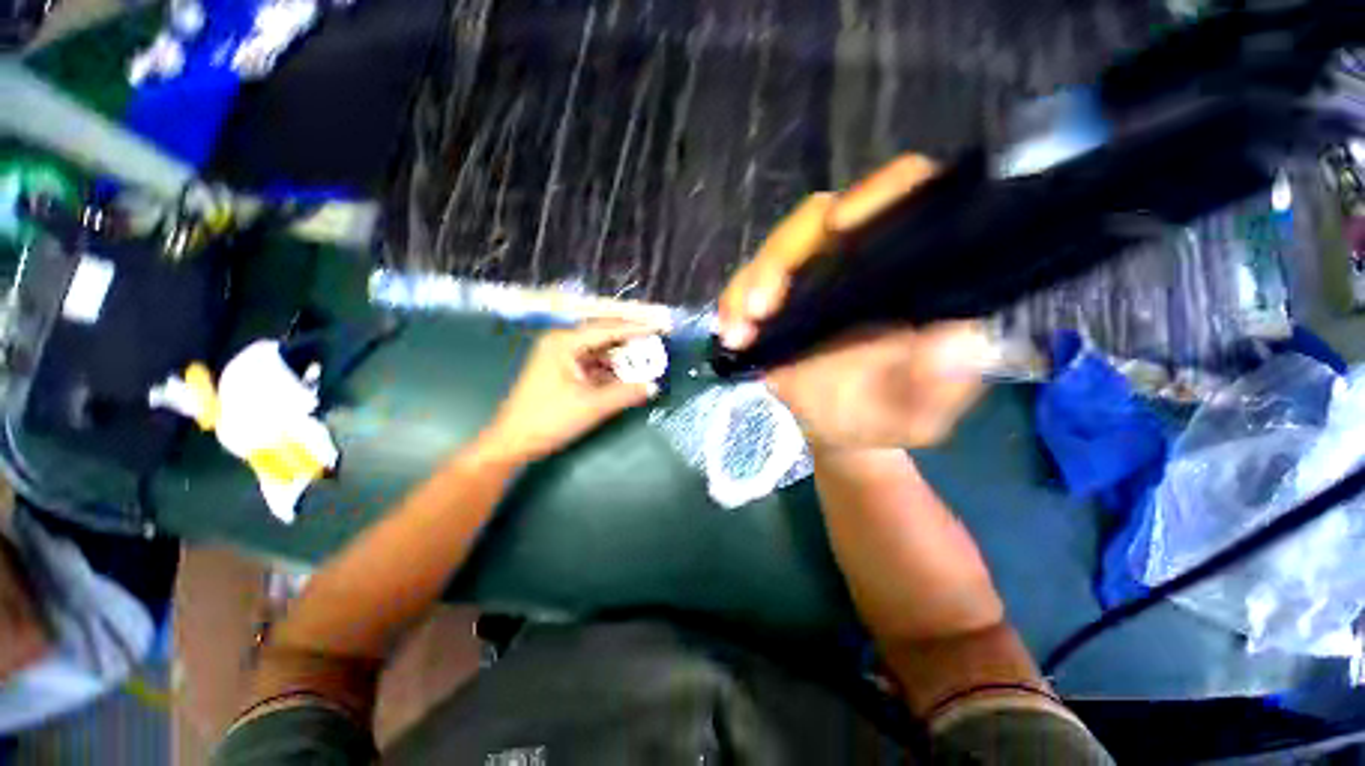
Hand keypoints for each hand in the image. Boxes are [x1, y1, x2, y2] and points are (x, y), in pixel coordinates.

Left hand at [480, 320, 664, 462]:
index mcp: (564, 342)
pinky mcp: (562, 372)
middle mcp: (561, 343)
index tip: (660, 326)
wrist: (512, 442)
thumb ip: (625, 394)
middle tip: (656, 340)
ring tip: (646, 358)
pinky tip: (626, 374)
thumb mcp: (591, 406)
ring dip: (621, 356)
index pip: (607, 329)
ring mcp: (560, 358)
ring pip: (599, 351)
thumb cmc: (548, 419)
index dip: (636, 328)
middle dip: (630, 340)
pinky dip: (610, 369)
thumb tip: (653, 386)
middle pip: (603, 336)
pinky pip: (592, 364)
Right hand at [718, 155, 989, 449]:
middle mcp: (861, 258)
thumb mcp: (918, 411)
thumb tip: (957, 340)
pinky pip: (748, 285)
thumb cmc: (886, 416)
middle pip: (819, 221)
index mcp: (912, 270)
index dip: (878, 196)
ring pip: (778, 250)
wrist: (841, 428)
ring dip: (749, 285)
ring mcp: (814, 275)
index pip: (906, 200)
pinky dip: (733, 304)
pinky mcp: (779, 296)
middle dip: (782, 260)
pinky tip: (730, 334)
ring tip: (738, 331)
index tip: (841, 228)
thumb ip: (941, 384)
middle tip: (759, 309)